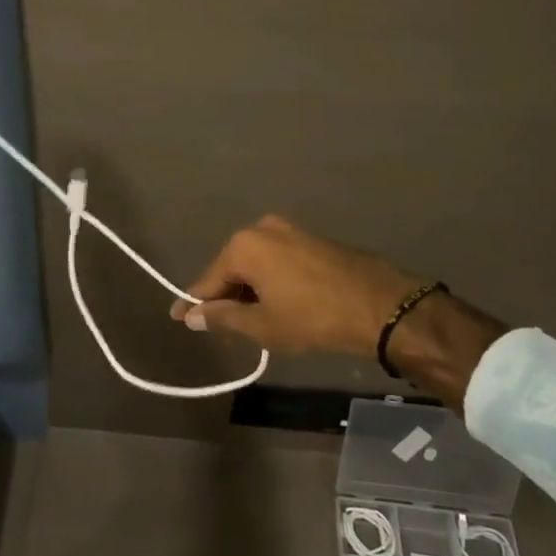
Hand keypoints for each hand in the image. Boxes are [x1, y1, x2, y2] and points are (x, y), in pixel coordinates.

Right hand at [169, 215, 422, 357]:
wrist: (378, 305)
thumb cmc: (312, 317)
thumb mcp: (262, 324)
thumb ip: (223, 317)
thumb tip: (191, 315)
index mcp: (244, 245)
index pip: (209, 279)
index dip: (194, 302)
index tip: (177, 317)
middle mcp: (262, 228)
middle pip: (232, 268)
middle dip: (225, 296)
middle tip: (218, 327)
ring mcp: (289, 230)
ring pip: (255, 264)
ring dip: (249, 290)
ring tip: (249, 321)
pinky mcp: (310, 238)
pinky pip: (276, 260)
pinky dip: (270, 281)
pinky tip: (275, 304)